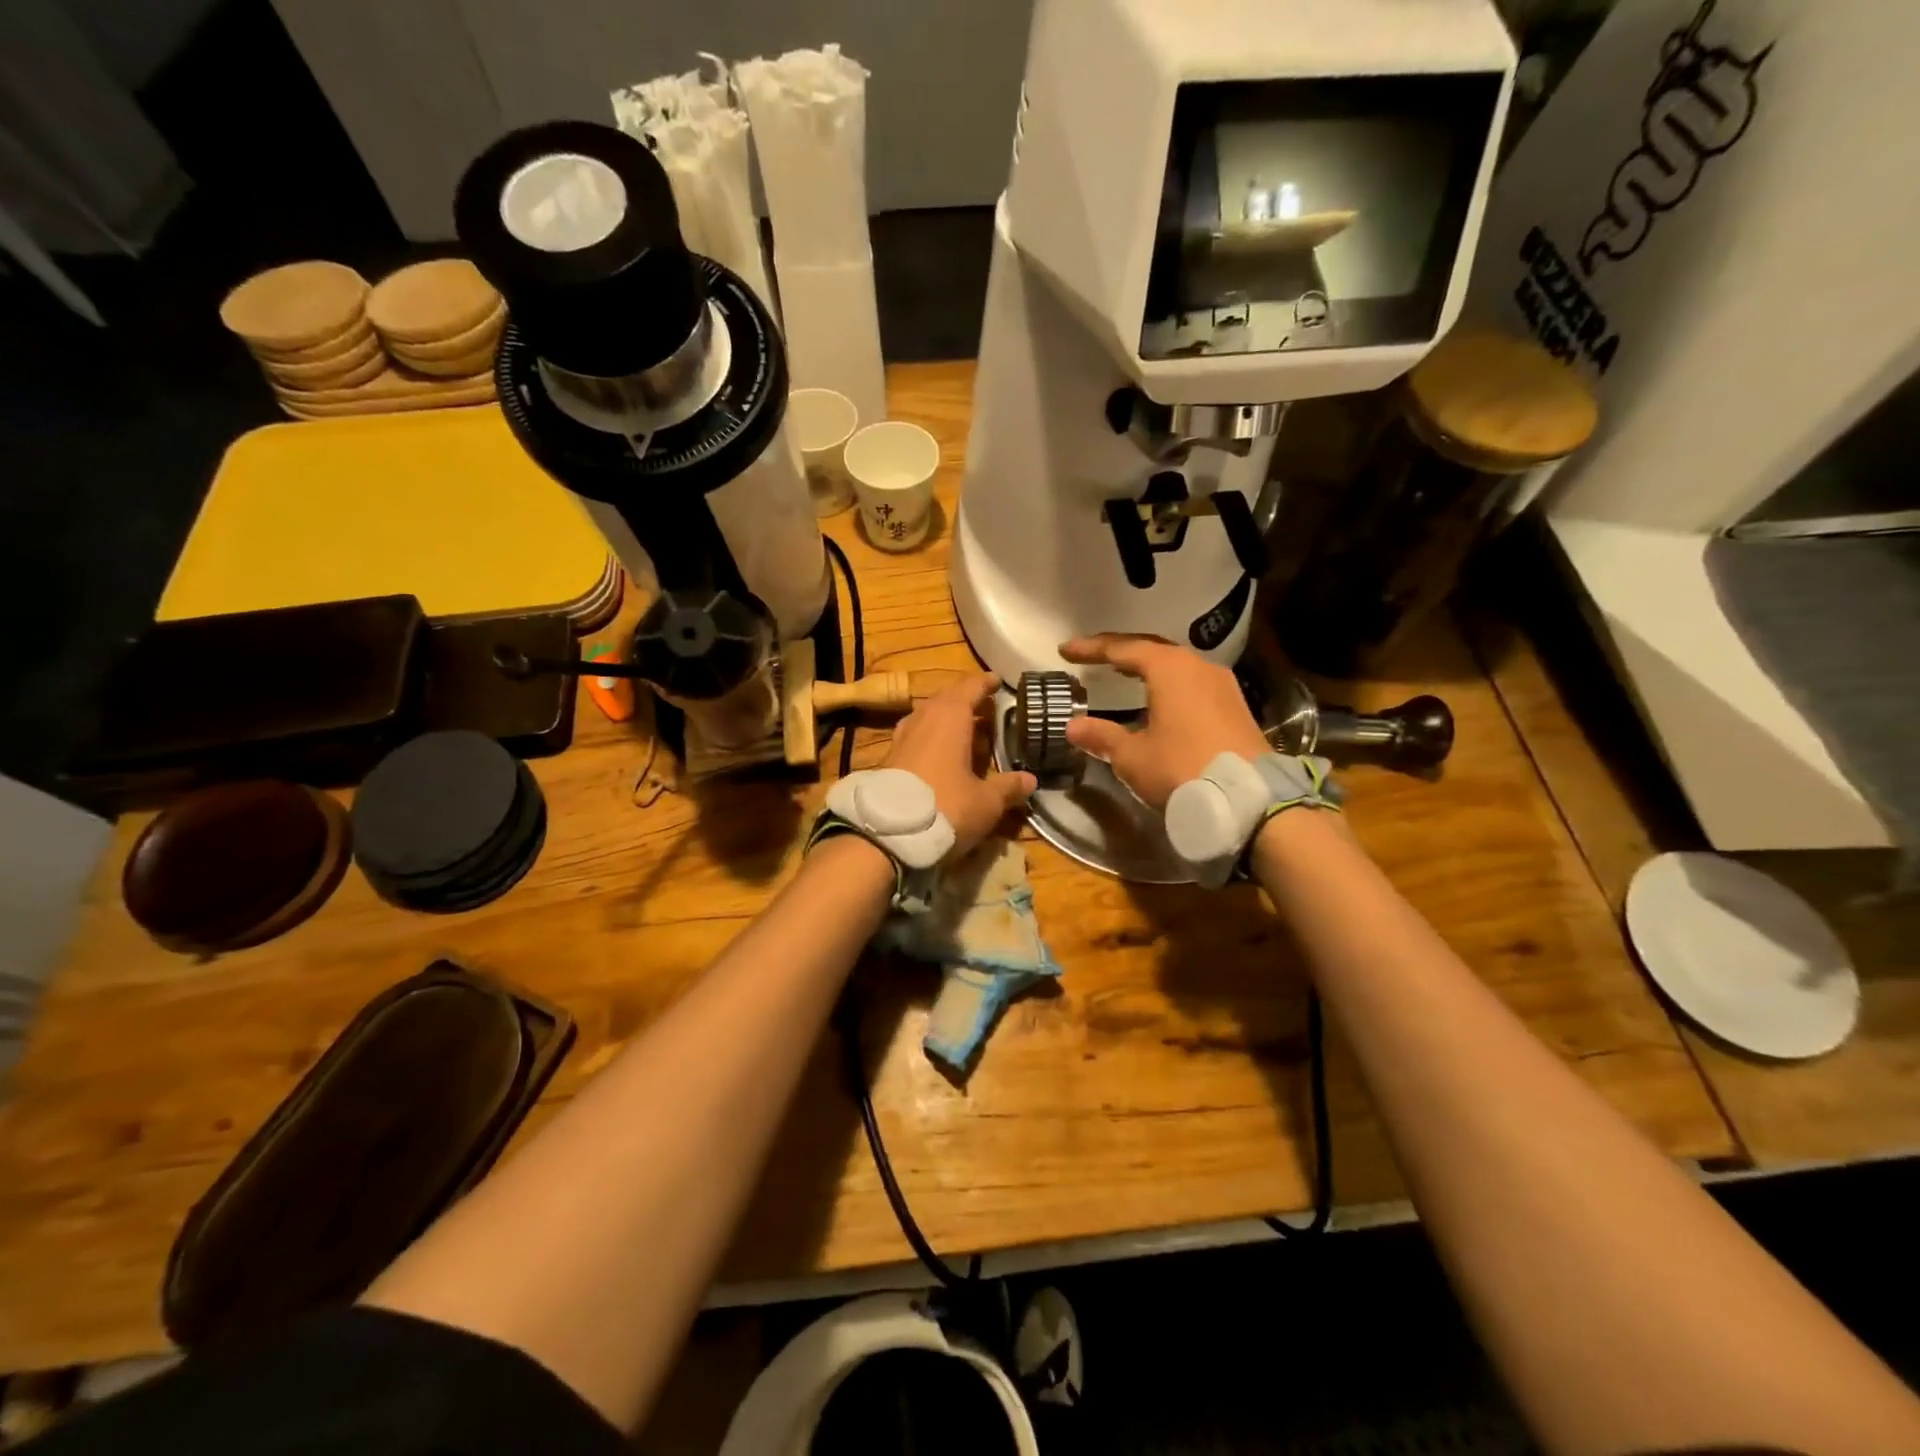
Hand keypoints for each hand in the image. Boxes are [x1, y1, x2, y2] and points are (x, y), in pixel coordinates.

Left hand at [882, 672, 1035, 854]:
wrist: (886, 834)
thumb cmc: (945, 807)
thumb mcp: (986, 802)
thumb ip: (1008, 788)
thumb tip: (1030, 779)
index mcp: (950, 717)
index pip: (970, 687)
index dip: (984, 683)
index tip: (996, 680)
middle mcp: (923, 719)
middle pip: (945, 699)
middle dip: (965, 700)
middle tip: (984, 707)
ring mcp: (901, 738)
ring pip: (927, 717)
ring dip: (945, 719)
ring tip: (962, 729)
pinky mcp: (888, 759)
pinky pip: (915, 737)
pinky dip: (930, 738)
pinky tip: (938, 755)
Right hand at [1060, 634, 1270, 808]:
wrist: (1249, 799)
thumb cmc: (1182, 769)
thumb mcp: (1133, 756)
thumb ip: (1102, 736)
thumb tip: (1073, 726)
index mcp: (1169, 668)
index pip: (1122, 648)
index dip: (1092, 648)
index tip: (1066, 650)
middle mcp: (1197, 666)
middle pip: (1151, 649)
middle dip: (1120, 650)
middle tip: (1092, 655)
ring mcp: (1221, 684)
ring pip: (1176, 665)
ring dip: (1146, 666)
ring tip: (1122, 672)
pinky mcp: (1234, 705)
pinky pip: (1192, 682)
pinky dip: (1167, 683)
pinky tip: (1157, 697)